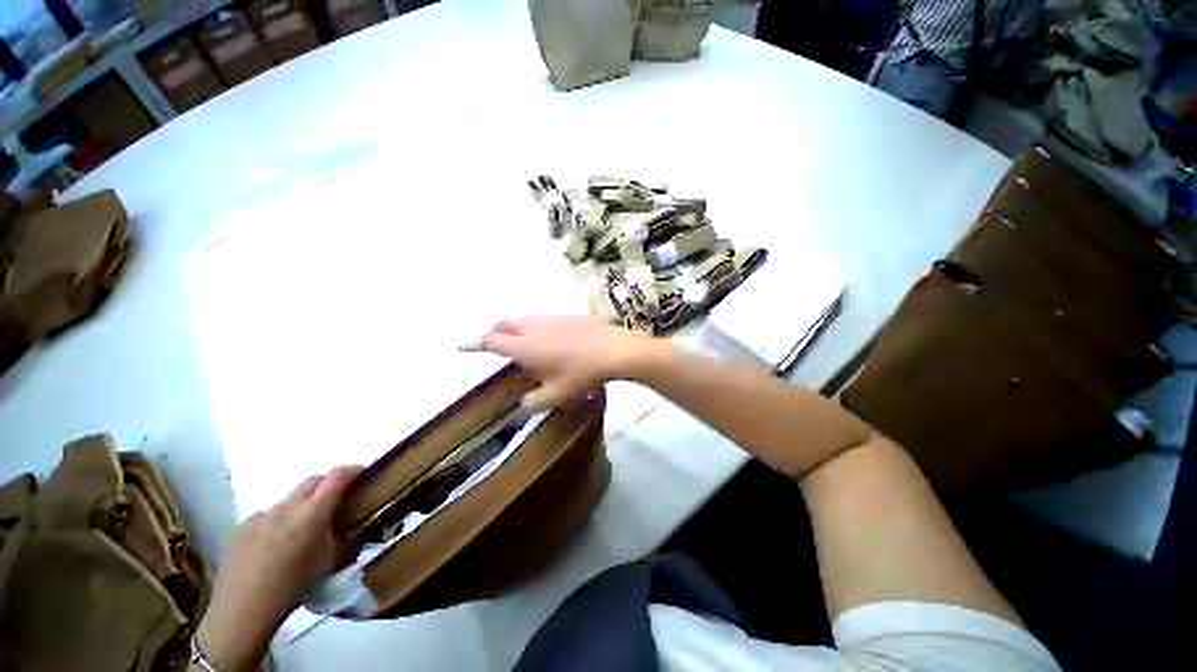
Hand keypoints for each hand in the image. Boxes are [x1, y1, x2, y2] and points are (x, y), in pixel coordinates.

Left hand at [195, 466, 360, 670]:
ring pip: (290, 499)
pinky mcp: (243, 527)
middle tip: (337, 499)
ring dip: (302, 505)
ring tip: (302, 530)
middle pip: (312, 481)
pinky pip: (269, 515)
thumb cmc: (294, 586)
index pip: (337, 476)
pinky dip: (280, 521)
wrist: (243, 609)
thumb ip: (338, 532)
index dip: (352, 470)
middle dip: (328, 484)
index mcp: (313, 512)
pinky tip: (275, 545)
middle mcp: (287, 506)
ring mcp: (262, 515)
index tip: (362, 472)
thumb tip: (344, 521)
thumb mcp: (329, 559)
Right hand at [463, 315, 659, 410]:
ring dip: (515, 328)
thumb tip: (524, 403)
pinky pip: (544, 319)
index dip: (474, 343)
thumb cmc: (582, 374)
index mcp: (526, 346)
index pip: (492, 340)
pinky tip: (550, 339)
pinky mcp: (569, 315)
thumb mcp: (557, 395)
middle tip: (491, 343)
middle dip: (492, 331)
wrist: (615, 350)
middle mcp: (534, 327)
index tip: (461, 345)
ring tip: (520, 343)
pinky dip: (536, 327)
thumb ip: (535, 402)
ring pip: (524, 318)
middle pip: (504, 322)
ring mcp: (552, 318)